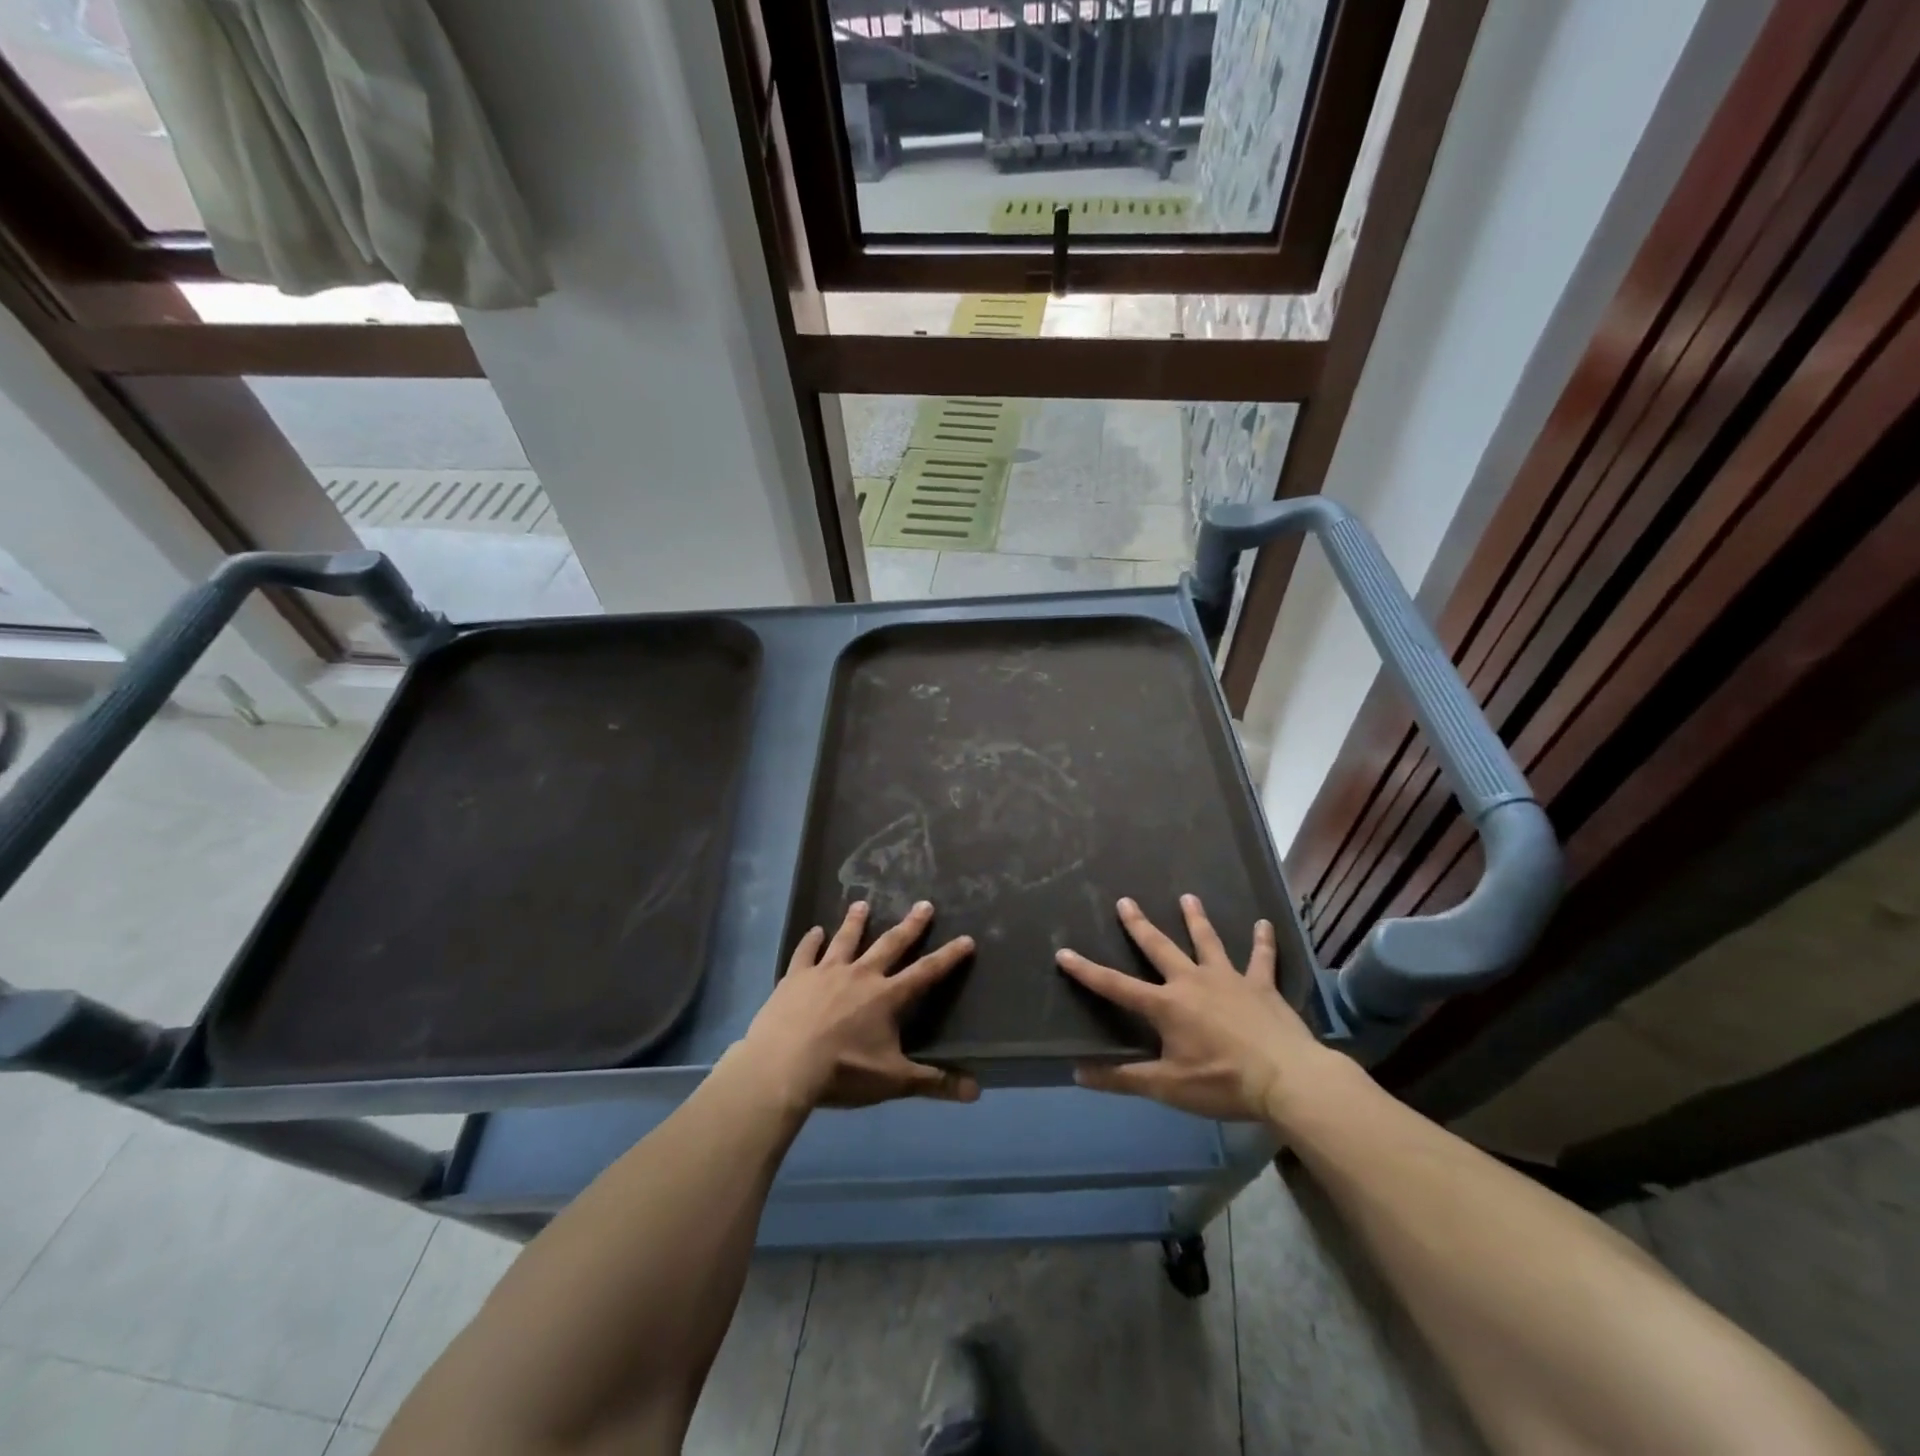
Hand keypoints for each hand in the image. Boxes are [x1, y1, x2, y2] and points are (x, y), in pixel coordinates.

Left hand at [740, 900, 978, 1110]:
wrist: (784, 1065)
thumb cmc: (843, 1072)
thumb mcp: (893, 1081)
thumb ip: (934, 1082)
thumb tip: (976, 1092)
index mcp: (887, 997)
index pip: (926, 972)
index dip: (948, 957)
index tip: (966, 939)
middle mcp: (860, 975)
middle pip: (890, 944)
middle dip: (910, 925)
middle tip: (923, 904)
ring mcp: (826, 972)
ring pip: (846, 939)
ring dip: (856, 921)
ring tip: (862, 903)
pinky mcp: (796, 977)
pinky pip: (806, 953)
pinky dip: (811, 941)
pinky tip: (814, 931)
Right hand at [1056, 894, 1338, 1122]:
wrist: (1287, 1080)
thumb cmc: (1223, 1083)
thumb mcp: (1168, 1087)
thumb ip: (1123, 1079)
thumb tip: (1078, 1073)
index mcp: (1166, 1005)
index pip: (1116, 986)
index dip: (1087, 971)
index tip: (1063, 952)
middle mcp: (1193, 981)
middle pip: (1160, 948)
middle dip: (1139, 925)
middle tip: (1125, 901)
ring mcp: (1229, 979)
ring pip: (1208, 941)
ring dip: (1196, 919)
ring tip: (1188, 897)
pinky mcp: (1262, 986)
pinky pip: (1262, 958)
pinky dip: (1263, 941)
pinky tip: (1265, 923)